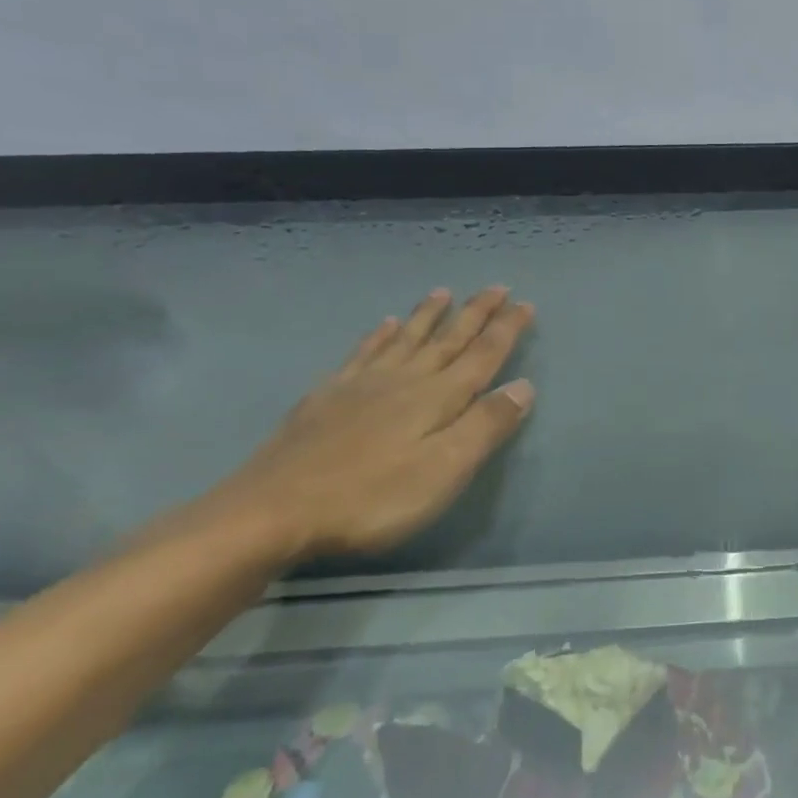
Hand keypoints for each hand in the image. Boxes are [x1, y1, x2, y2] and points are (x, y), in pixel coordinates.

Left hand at [210, 287, 535, 560]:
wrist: (271, 511)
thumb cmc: (372, 497)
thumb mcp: (444, 469)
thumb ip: (485, 426)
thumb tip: (523, 386)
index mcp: (438, 397)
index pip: (483, 355)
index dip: (506, 329)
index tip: (526, 303)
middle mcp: (405, 380)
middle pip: (448, 340)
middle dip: (475, 313)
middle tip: (496, 287)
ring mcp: (362, 385)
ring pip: (406, 339)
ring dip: (428, 316)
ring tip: (443, 292)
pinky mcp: (327, 397)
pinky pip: (363, 353)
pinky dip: (380, 335)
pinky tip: (385, 324)